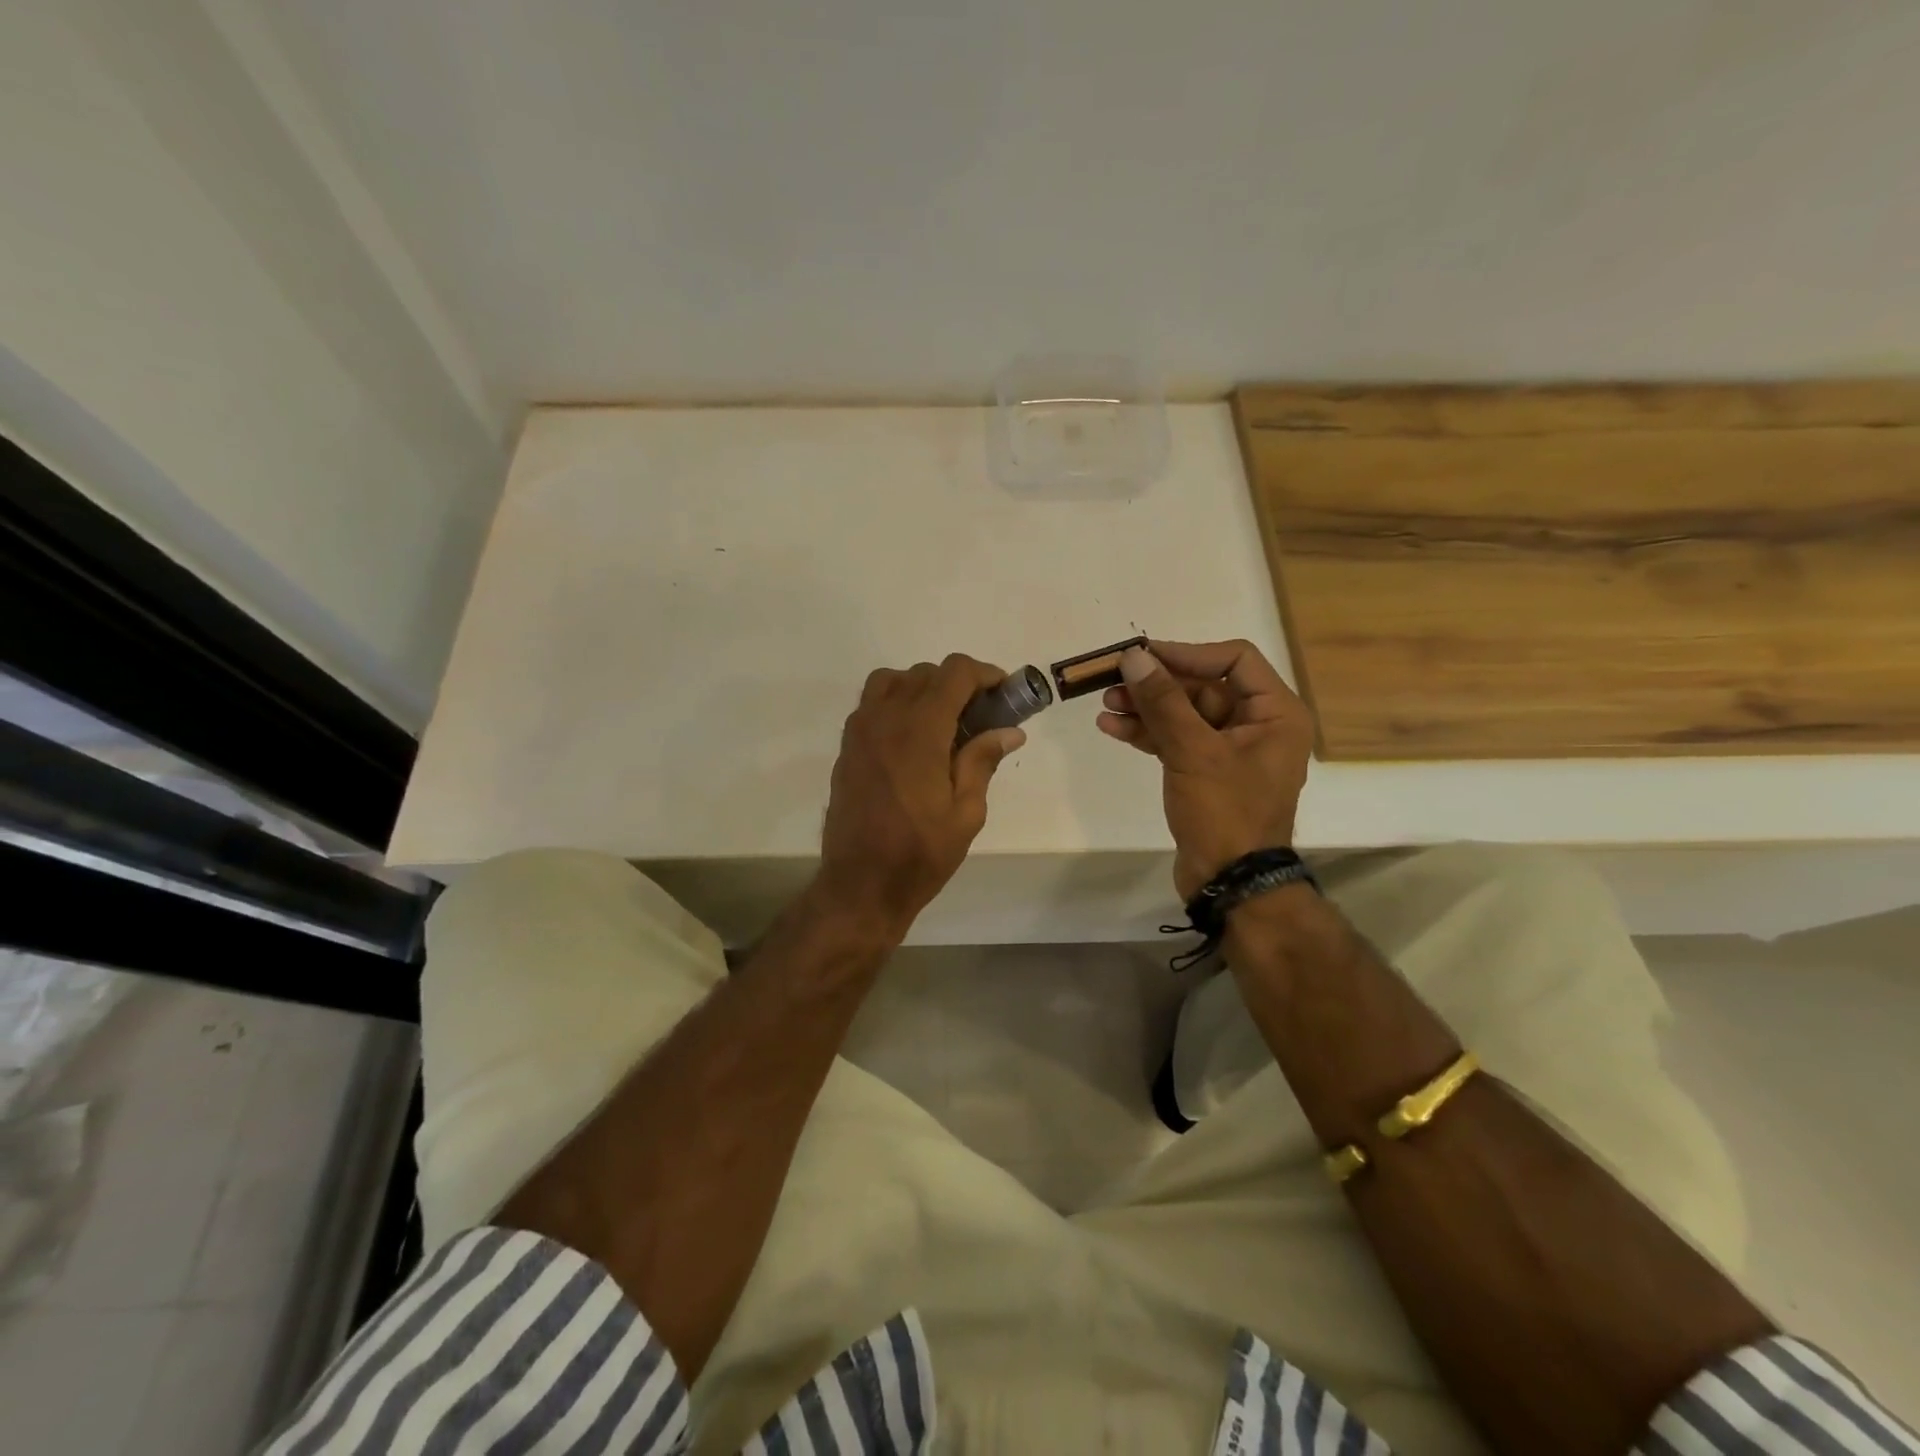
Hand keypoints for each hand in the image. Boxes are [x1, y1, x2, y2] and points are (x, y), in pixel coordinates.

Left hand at [815, 655, 1024, 940]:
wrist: (860, 885)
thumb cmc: (920, 853)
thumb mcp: (966, 813)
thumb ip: (983, 762)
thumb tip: (1009, 731)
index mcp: (920, 731)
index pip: (954, 673)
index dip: (984, 674)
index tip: (1003, 692)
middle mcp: (885, 719)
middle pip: (925, 673)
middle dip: (958, 683)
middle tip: (980, 715)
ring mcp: (860, 731)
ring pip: (892, 680)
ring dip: (922, 687)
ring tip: (943, 720)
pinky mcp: (847, 747)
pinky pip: (872, 704)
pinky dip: (896, 703)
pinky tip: (913, 739)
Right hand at [1096, 640, 1313, 899]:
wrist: (1229, 881)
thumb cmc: (1225, 812)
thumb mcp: (1193, 751)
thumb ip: (1163, 701)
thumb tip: (1134, 657)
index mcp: (1275, 712)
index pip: (1233, 659)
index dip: (1186, 653)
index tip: (1142, 655)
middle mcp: (1257, 724)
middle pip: (1203, 686)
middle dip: (1157, 684)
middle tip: (1113, 680)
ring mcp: (1230, 750)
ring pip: (1184, 713)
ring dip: (1146, 708)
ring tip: (1105, 706)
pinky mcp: (1206, 771)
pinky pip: (1176, 739)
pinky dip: (1148, 733)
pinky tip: (1113, 728)